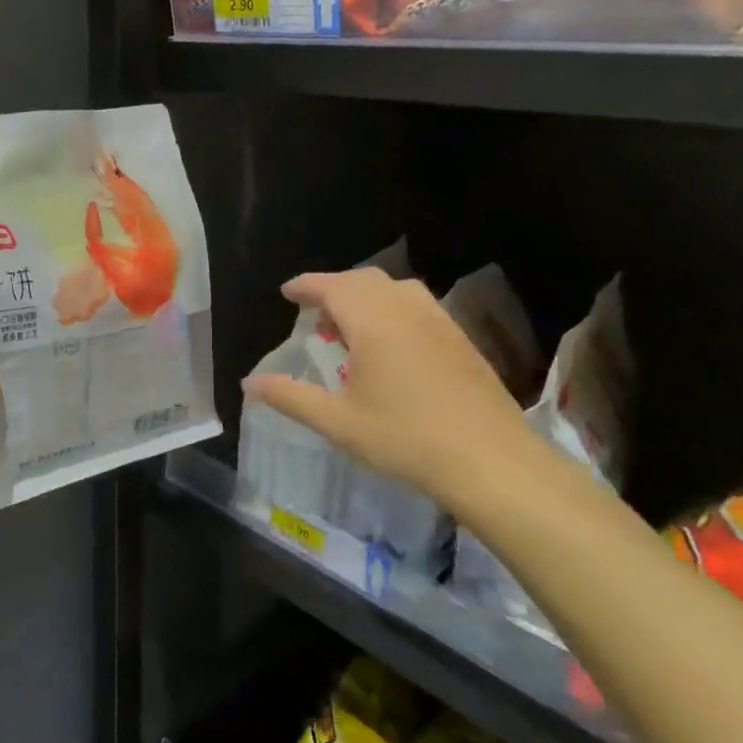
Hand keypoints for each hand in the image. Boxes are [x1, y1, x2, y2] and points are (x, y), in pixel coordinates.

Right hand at [242, 268, 534, 506]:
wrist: (491, 462)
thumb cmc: (406, 439)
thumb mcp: (337, 423)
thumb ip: (290, 397)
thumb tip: (250, 383)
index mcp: (374, 323)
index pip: (333, 287)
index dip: (307, 286)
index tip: (287, 293)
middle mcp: (407, 310)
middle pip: (365, 280)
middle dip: (334, 289)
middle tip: (315, 315)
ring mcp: (440, 323)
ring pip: (396, 289)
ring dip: (366, 298)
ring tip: (350, 330)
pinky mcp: (460, 340)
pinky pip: (418, 306)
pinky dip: (392, 310)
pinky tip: (389, 348)